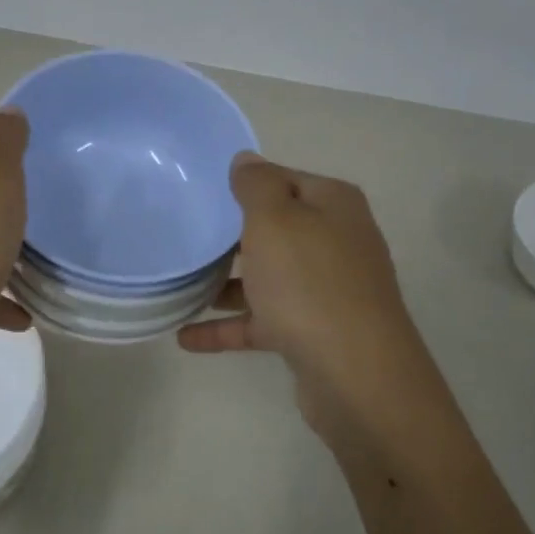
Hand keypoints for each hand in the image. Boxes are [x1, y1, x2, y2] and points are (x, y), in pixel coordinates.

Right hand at [179, 153, 435, 446]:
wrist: (354, 372)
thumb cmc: (308, 283)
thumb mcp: (275, 220)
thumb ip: (257, 186)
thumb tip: (246, 160)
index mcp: (333, 205)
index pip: (283, 180)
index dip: (245, 184)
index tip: (202, 193)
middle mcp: (336, 242)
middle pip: (276, 230)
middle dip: (231, 237)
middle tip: (185, 236)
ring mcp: (327, 290)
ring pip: (268, 279)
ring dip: (226, 284)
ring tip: (179, 286)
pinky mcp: (313, 332)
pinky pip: (263, 322)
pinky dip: (228, 328)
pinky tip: (186, 337)